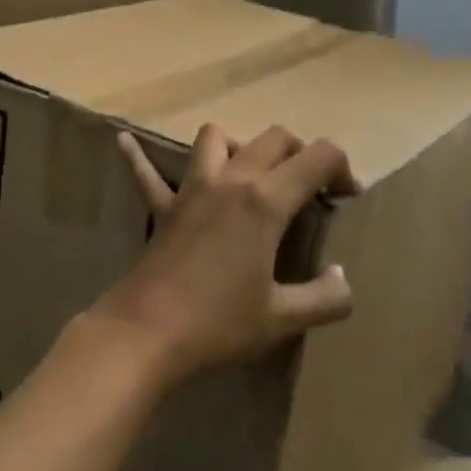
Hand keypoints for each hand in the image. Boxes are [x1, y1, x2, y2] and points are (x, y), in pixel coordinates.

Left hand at [93, 123, 359, 385]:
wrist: (148, 332)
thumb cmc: (219, 324)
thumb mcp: (284, 319)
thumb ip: (326, 298)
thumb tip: (341, 277)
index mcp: (265, 201)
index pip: (318, 157)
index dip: (342, 168)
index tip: (346, 197)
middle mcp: (230, 181)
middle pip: (273, 138)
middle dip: (300, 153)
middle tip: (309, 189)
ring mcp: (191, 189)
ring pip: (215, 138)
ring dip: (239, 147)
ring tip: (251, 175)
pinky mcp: (163, 207)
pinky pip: (147, 173)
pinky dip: (140, 157)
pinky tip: (124, 141)